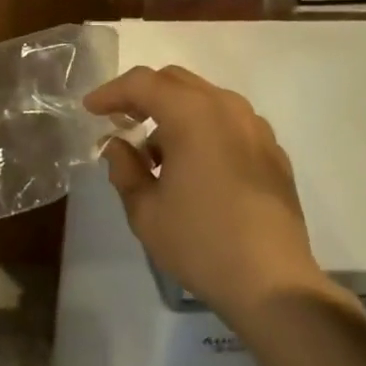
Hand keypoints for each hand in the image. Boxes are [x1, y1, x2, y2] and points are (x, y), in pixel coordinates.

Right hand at [84, 65, 339, 325]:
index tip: (91, 110)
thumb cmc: (201, 243)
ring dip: (174, 110)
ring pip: (204, 98)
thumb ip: (124, 168)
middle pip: (175, 81)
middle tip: (120, 122)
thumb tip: (117, 145)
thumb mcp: (145, 211)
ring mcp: (255, 127)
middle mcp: (226, 108)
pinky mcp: (273, 150)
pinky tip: (195, 165)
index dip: (111, 92)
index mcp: (192, 114)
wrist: (274, 284)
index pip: (142, 83)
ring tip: (157, 151)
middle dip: (143, 95)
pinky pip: (229, 121)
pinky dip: (203, 127)